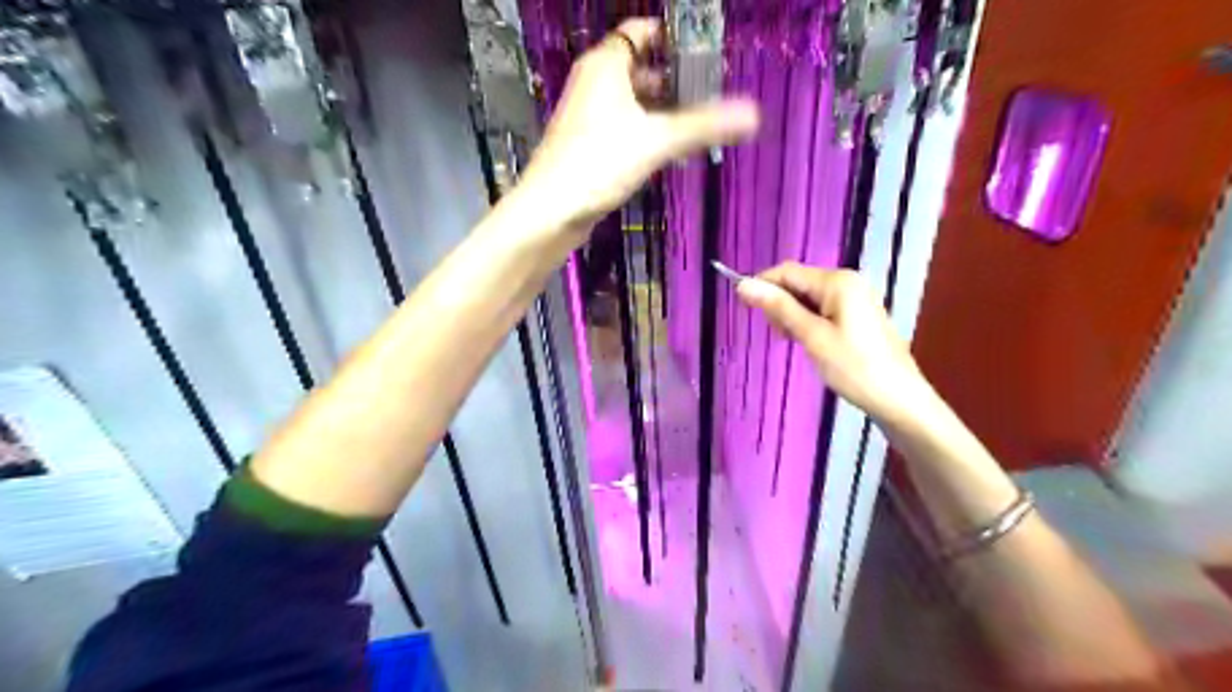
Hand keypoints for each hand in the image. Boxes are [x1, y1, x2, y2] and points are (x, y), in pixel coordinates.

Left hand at [517, 16, 762, 230]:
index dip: (670, 37)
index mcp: (605, 66)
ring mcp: (587, 116)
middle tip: (707, 91)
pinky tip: (664, 151)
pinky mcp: (586, 146)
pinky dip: (644, 131)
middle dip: (671, 77)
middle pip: (637, 67)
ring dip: (659, 108)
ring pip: (630, 100)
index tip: (703, 52)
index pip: (639, 32)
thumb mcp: (657, 140)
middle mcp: (593, 84)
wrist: (550, 210)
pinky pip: (622, 127)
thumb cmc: (598, 163)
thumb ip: (704, 125)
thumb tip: (753, 114)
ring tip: (693, 121)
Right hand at [735, 259, 929, 422]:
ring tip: (793, 342)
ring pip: (809, 299)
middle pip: (799, 283)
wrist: (899, 400)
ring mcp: (855, 299)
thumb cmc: (854, 368)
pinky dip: (808, 323)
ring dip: (792, 315)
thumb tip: (744, 284)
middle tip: (779, 336)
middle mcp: (848, 282)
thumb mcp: (812, 337)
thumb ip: (779, 308)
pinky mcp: (858, 317)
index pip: (788, 272)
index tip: (742, 307)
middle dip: (780, 304)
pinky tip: (808, 342)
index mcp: (838, 281)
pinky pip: (823, 310)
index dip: (762, 285)